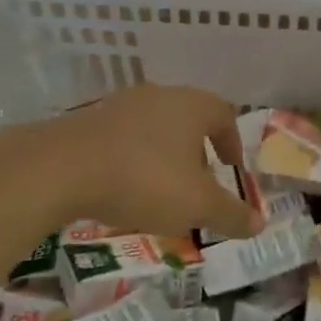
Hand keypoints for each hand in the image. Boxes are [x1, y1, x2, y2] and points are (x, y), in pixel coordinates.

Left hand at [20, 84, 262, 238]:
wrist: (60, 168)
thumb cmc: (143, 179)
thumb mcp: (196, 205)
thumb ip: (231, 214)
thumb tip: (259, 225)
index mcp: (191, 105)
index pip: (224, 114)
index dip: (232, 142)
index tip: (231, 169)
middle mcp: (159, 96)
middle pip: (189, 117)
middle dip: (198, 150)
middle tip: (199, 181)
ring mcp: (121, 105)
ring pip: (154, 126)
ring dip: (164, 154)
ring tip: (161, 188)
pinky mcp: (89, 120)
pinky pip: (123, 137)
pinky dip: (133, 157)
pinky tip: (123, 186)